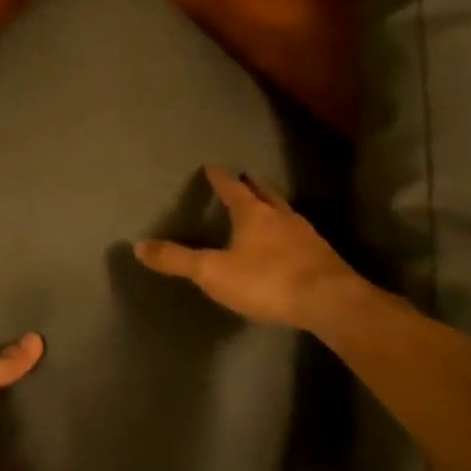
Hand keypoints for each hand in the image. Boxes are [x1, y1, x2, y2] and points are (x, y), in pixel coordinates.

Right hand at [134, 165, 375, 330]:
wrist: (331, 304)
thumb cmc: (267, 281)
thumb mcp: (213, 272)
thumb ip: (177, 259)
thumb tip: (139, 246)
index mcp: (253, 214)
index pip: (232, 188)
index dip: (220, 177)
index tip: (213, 166)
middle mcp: (281, 217)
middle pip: (265, 194)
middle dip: (254, 185)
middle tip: (248, 176)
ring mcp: (307, 237)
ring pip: (287, 213)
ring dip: (275, 207)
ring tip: (269, 207)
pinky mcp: (325, 259)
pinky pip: (302, 237)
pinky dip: (291, 233)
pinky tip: (292, 244)